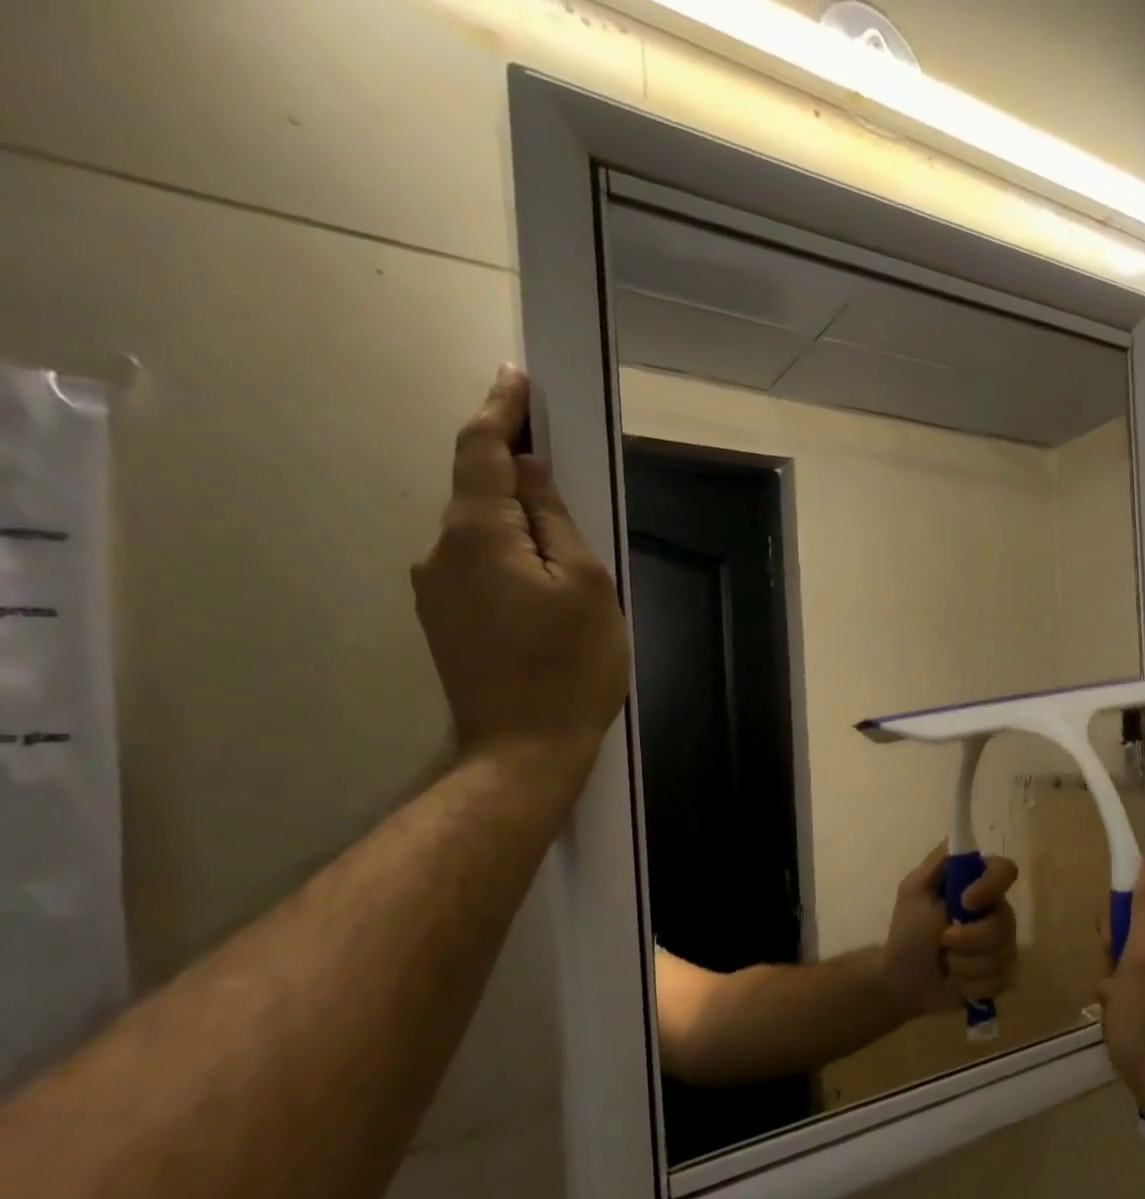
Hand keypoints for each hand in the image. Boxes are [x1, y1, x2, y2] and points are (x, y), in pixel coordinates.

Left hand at [412, 367, 629, 779]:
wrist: (523, 749)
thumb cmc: (570, 666)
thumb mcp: (586, 586)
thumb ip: (555, 520)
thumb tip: (529, 473)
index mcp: (477, 535)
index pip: (481, 451)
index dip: (500, 410)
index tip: (516, 378)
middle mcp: (441, 551)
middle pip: (477, 490)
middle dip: (514, 470)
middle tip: (562, 466)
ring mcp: (435, 590)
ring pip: (479, 532)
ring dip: (514, 520)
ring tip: (565, 547)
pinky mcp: (443, 620)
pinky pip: (477, 566)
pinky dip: (507, 554)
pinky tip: (542, 583)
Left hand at [878, 846, 1019, 1018]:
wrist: (902, 980)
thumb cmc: (907, 931)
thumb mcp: (914, 890)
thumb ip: (938, 863)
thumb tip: (960, 839)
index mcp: (977, 886)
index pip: (1005, 871)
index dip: (991, 886)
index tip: (965, 901)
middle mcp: (996, 912)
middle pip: (1006, 921)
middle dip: (971, 938)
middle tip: (943, 942)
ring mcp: (1002, 945)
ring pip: (1003, 953)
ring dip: (965, 964)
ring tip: (945, 964)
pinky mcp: (1002, 975)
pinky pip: (1000, 979)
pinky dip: (971, 983)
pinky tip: (954, 982)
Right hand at [1100, 852, 1144, 1112]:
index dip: (1120, 919)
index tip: (1114, 947)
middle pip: (1140, 929)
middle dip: (1117, 954)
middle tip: (1116, 985)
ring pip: (1136, 962)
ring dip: (1118, 982)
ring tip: (1120, 1010)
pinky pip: (1144, 990)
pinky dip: (1128, 1003)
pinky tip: (1127, 1024)